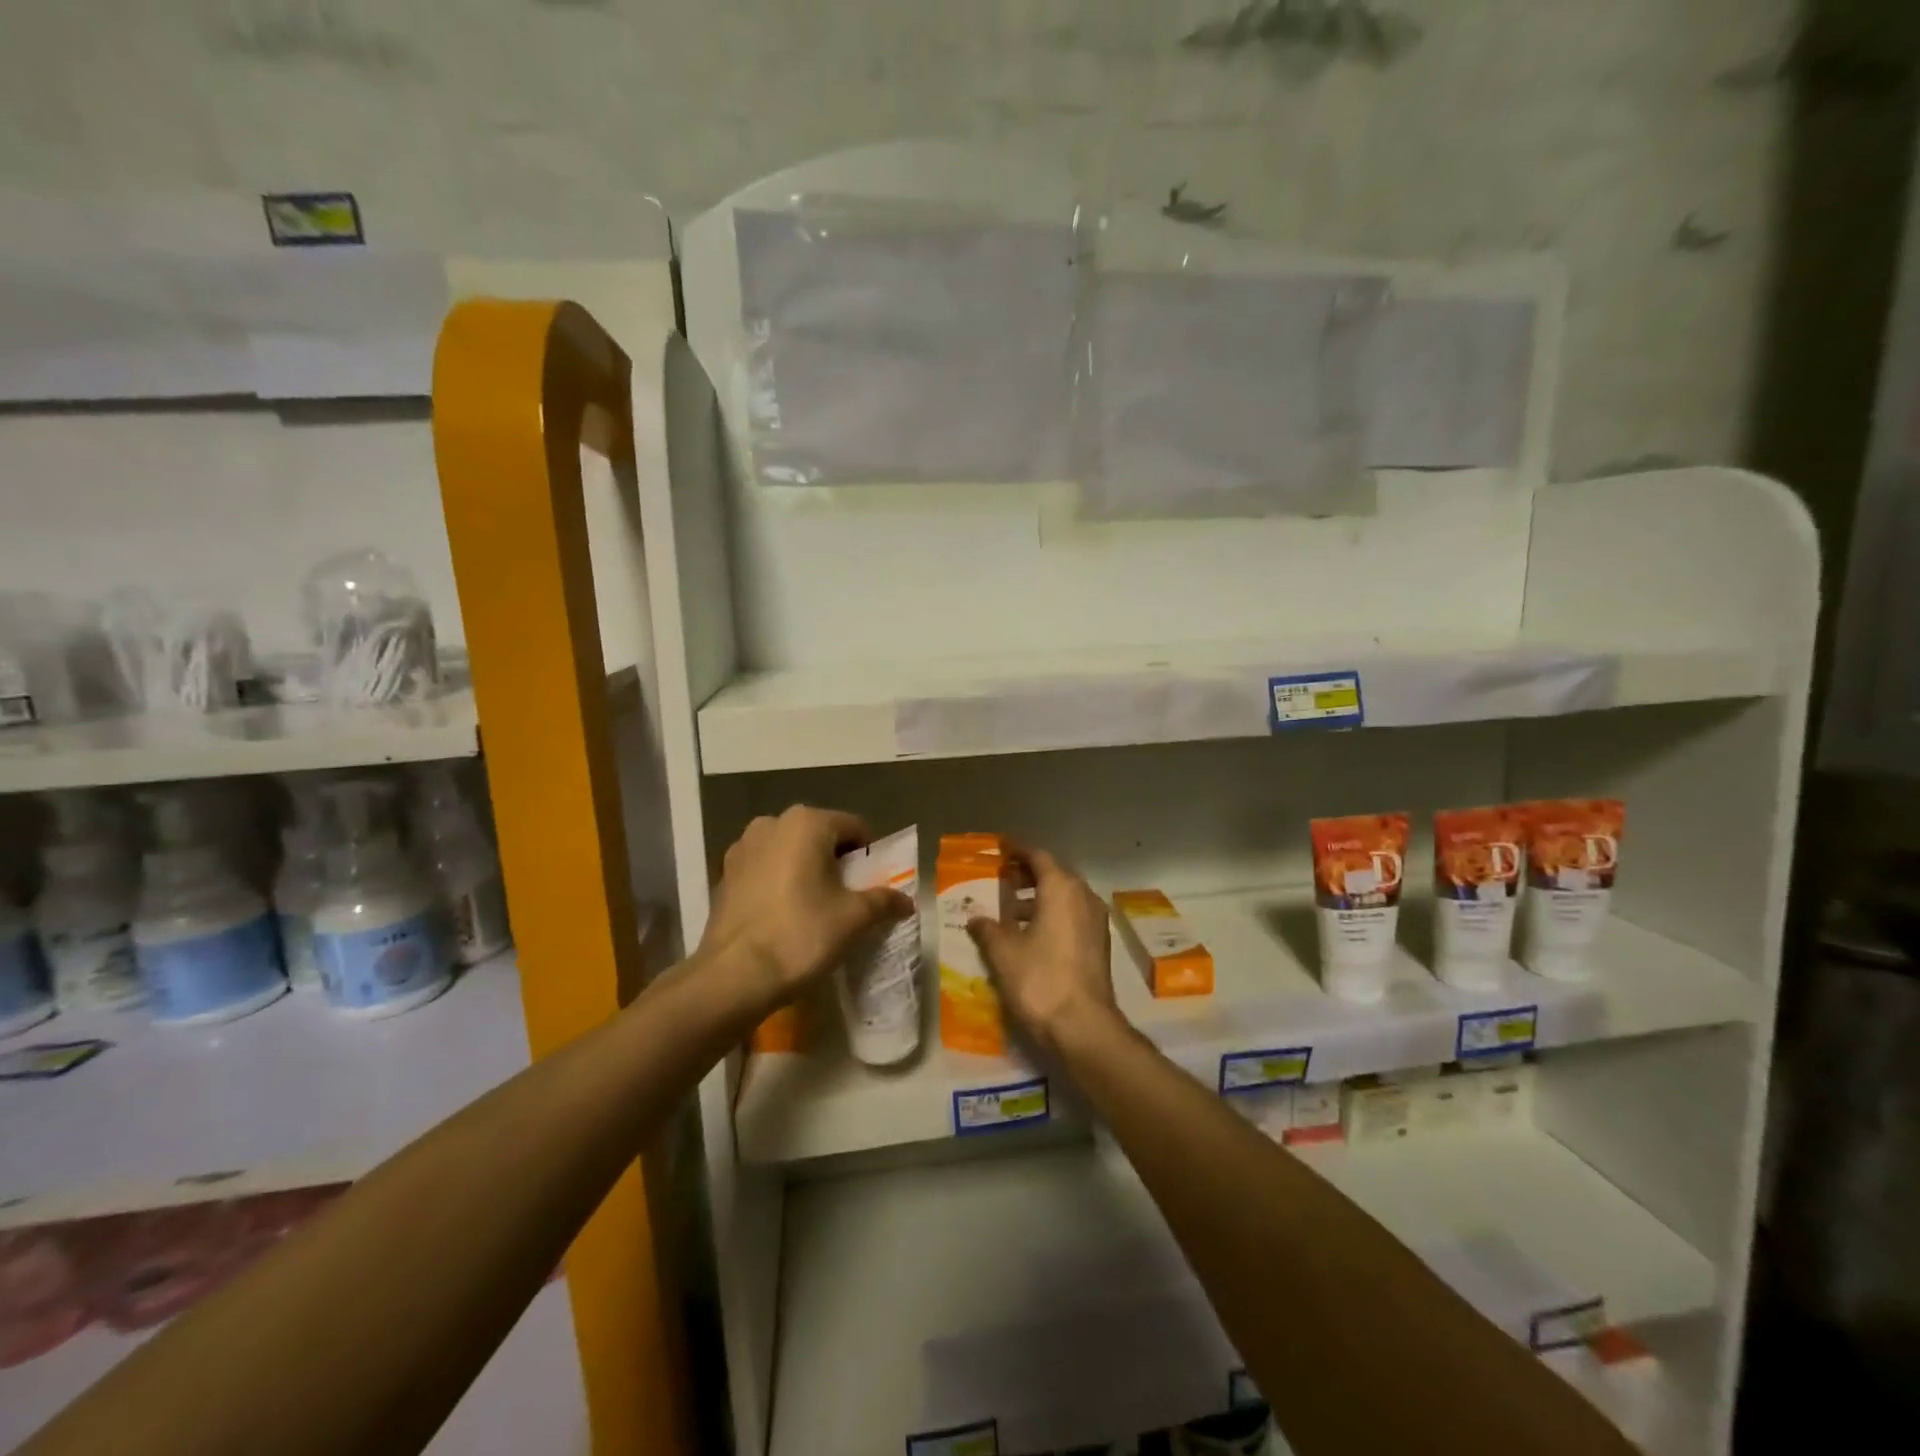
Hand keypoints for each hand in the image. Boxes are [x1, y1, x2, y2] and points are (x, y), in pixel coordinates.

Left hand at [697, 806, 911, 1019]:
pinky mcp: (724, 875)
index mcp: (806, 823)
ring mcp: (742, 848)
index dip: (869, 856)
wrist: (733, 977)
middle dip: (836, 862)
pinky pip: (765, 870)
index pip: (854, 828)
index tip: (873, 885)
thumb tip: (907, 902)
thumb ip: (884, 902)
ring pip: (790, 852)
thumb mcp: (853, 919)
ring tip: (815, 908)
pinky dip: (780, 883)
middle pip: (820, 836)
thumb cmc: (801, 935)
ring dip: (806, 871)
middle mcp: (771, 824)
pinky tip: (784, 916)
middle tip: (848, 898)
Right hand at [967, 848, 1118, 1055]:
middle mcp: (1084, 897)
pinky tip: (1029, 937)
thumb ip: (988, 929)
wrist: (1083, 1027)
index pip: (1039, 857)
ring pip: (1065, 898)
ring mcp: (1096, 922)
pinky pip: (1072, 917)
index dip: (1017, 852)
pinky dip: (1051, 917)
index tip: (999, 852)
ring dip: (1039, 899)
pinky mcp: (1099, 945)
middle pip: (1055, 875)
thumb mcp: (1004, 952)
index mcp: (1062, 889)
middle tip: (1000, 880)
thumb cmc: (1040, 980)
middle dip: (1028, 876)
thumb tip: (975, 918)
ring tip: (1009, 912)